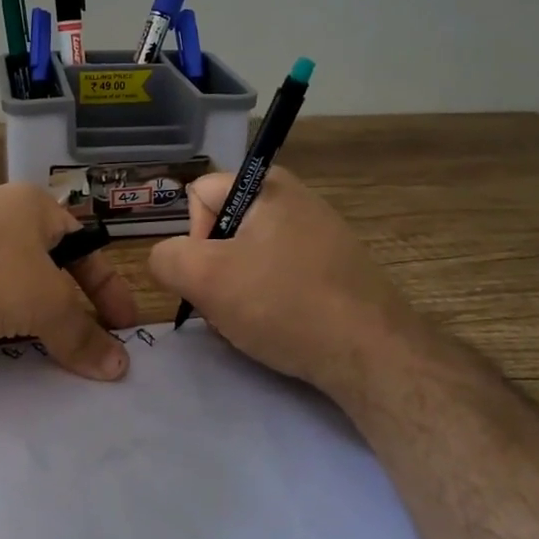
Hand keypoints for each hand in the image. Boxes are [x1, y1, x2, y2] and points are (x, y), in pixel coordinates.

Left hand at [0, 183, 137, 379]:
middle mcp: (0, 210)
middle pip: (50, 260)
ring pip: (13, 275)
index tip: (123, 327)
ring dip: (33, 309)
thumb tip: (119, 367)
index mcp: (34, 206)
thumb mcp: (43, 303)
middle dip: (71, 300)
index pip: (87, 246)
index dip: (109, 288)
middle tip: (85, 337)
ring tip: (42, 342)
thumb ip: (81, 334)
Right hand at [149, 168, 408, 399]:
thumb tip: (167, 259)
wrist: (372, 353)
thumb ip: (166, 258)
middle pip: (223, 228)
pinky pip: (280, 276)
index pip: (199, 196)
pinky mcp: (335, 268)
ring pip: (249, 258)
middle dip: (215, 269)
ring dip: (239, 290)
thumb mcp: (205, 278)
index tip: (213, 273)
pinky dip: (270, 301)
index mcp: (268, 185)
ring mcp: (320, 234)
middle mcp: (297, 199)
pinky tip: (281, 327)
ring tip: (257, 321)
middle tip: (232, 303)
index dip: (194, 237)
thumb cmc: (284, 303)